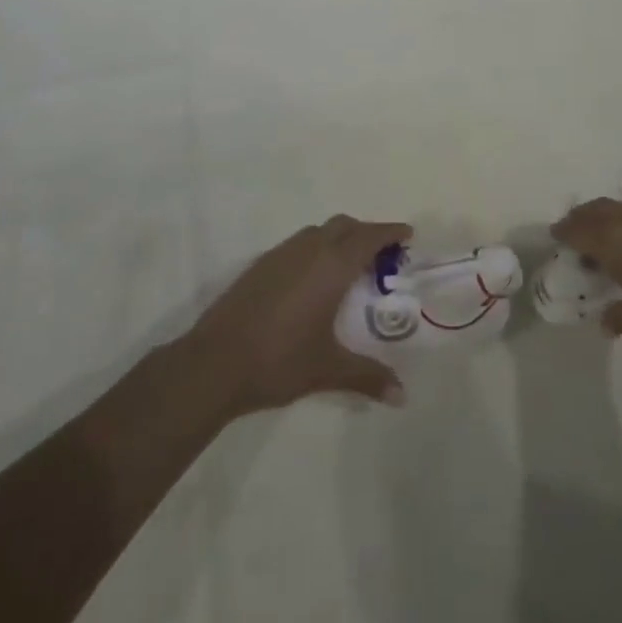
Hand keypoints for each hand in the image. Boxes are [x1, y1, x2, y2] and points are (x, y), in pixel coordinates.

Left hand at [182, 215, 412, 415]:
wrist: (214, 362)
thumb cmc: (279, 360)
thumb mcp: (328, 369)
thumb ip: (367, 377)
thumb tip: (402, 396)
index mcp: (331, 265)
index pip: (368, 237)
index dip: (389, 232)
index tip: (407, 234)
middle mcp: (308, 250)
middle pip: (344, 225)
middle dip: (366, 233)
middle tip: (381, 255)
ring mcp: (281, 254)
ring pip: (318, 231)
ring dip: (338, 238)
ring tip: (348, 267)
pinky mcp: (260, 264)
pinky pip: (298, 244)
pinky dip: (315, 249)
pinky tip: (312, 281)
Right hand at [551, 176, 621, 379]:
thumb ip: (620, 316)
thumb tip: (606, 318)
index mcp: (618, 247)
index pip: (581, 232)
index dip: (566, 232)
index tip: (556, 236)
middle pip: (600, 211)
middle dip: (583, 217)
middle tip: (574, 227)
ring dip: (609, 207)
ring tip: (602, 216)